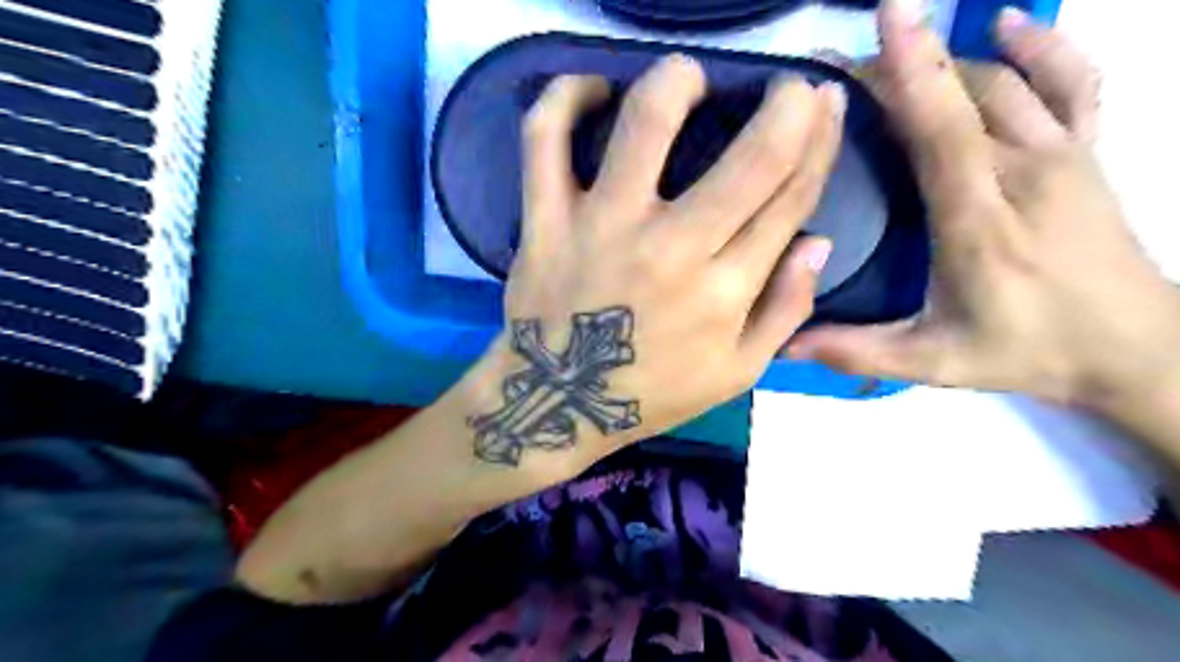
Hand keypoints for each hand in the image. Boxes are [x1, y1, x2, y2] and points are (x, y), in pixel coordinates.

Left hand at [468, 58, 847, 470]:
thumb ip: (785, 311)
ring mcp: (603, 228)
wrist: (558, 403)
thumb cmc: (651, 393)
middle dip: (786, 105)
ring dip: (676, 81)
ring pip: (646, 124)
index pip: (789, 198)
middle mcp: (672, 250)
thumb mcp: (736, 372)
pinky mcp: (545, 221)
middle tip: (786, 85)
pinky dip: (562, 99)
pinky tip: (590, 89)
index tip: (825, 104)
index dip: (820, 142)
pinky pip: (545, 142)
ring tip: (686, 76)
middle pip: (749, 158)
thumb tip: (818, 242)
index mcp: (725, 291)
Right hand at [787, 2, 1179, 407]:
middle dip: (902, 65)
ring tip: (892, 57)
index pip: (944, 131)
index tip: (881, 23)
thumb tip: (783, 343)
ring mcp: (1064, 155)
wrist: (1137, 349)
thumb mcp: (933, 364)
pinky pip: (1071, 81)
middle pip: (962, 95)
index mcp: (980, 223)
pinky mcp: (1085, 152)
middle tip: (838, 66)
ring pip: (1003, 81)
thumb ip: (857, 351)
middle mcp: (1025, 173)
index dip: (913, 72)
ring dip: (945, 61)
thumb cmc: (1027, 352)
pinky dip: (1040, 47)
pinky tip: (1006, 28)